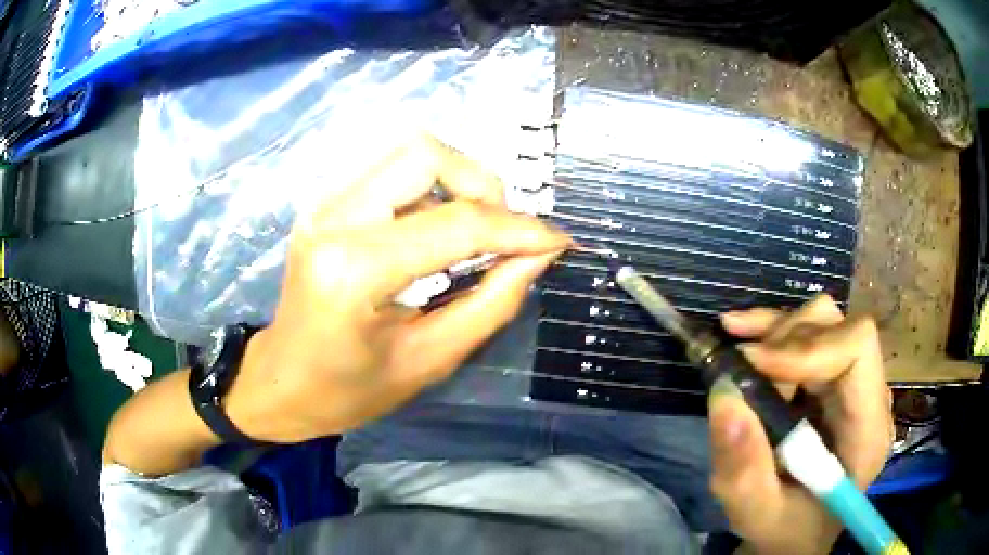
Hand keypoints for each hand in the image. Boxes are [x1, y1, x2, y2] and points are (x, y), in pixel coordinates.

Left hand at [225, 135, 570, 442]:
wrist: (280, 382)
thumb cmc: (347, 392)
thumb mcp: (428, 360)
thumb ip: (491, 303)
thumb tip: (538, 256)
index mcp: (353, 271)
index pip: (456, 224)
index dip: (519, 229)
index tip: (558, 242)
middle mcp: (333, 219)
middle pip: (426, 154)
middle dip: (483, 185)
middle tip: (503, 234)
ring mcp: (323, 204)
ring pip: (409, 153)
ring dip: (457, 182)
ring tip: (475, 231)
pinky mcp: (325, 204)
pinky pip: (391, 171)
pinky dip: (430, 189)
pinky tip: (437, 229)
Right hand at [708, 295, 892, 554]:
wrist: (796, 533)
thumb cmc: (785, 531)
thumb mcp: (757, 515)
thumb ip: (744, 471)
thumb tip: (725, 397)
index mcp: (868, 430)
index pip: (858, 349)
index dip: (807, 347)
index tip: (755, 366)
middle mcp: (869, 395)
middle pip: (838, 328)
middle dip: (785, 341)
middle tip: (742, 370)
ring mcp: (853, 383)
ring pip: (822, 322)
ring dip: (776, 334)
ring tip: (740, 360)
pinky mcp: (833, 379)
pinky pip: (808, 333)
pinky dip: (771, 330)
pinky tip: (741, 332)